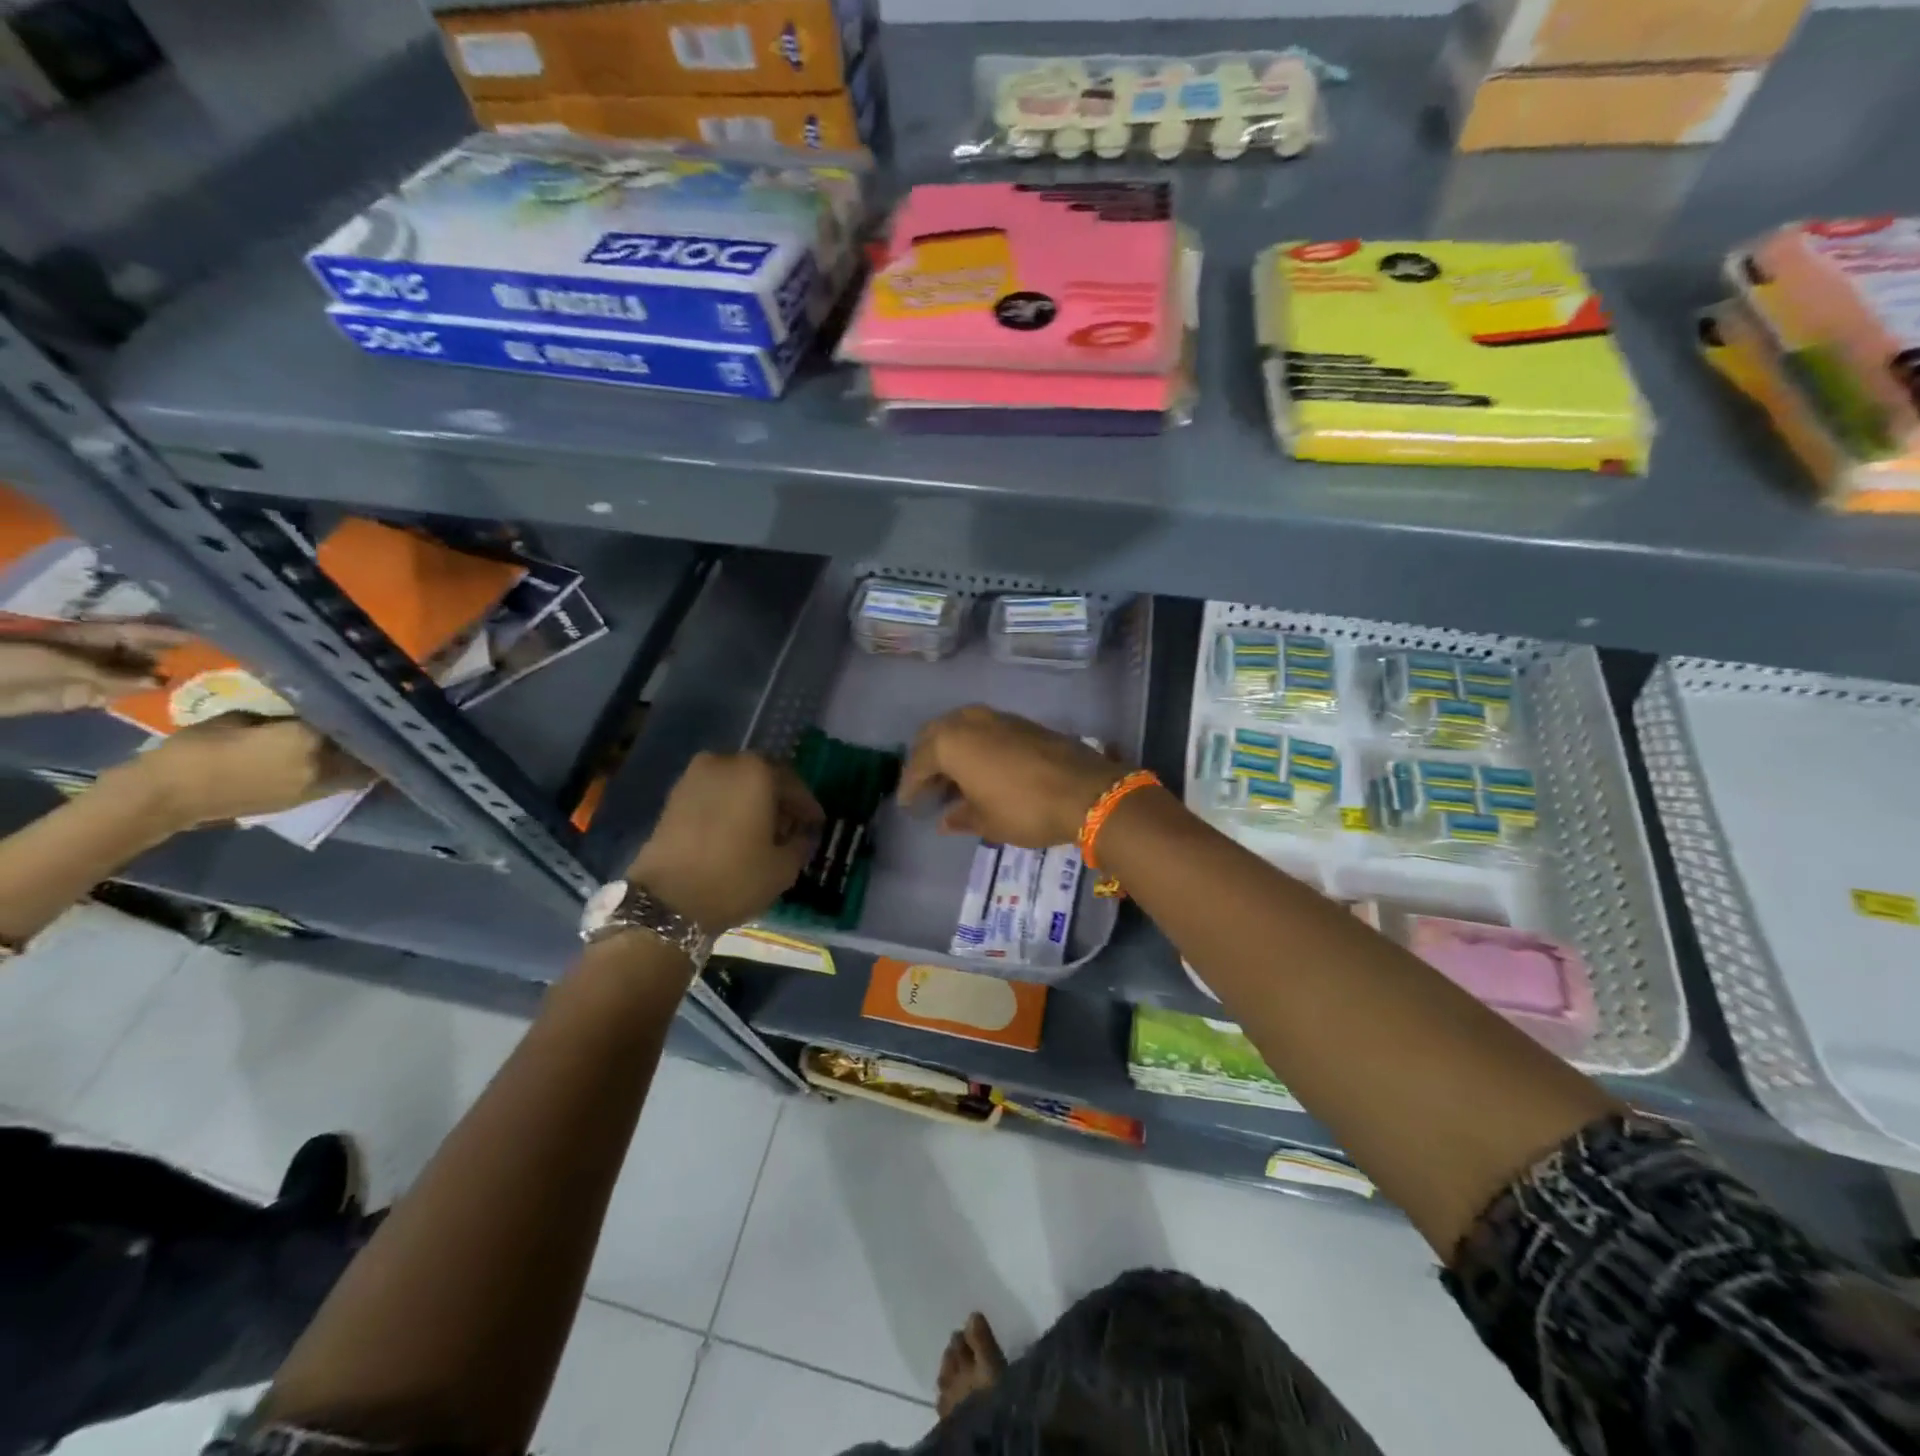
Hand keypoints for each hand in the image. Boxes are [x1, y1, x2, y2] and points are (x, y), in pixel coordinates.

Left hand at [0, 621, 190, 716]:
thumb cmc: (10, 662)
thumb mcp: (59, 662)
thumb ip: (110, 673)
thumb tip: (159, 681)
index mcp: (90, 638)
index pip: (138, 632)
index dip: (168, 634)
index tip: (204, 639)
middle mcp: (97, 654)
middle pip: (141, 654)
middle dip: (172, 658)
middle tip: (213, 667)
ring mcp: (90, 676)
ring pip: (134, 677)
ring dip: (161, 681)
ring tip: (200, 688)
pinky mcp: (82, 697)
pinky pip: (119, 697)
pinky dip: (142, 700)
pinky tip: (168, 703)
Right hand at [111, 715, 371, 829]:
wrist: (169, 796)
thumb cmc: (197, 749)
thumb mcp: (239, 718)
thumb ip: (280, 714)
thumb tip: (305, 711)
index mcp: (306, 739)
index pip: (346, 720)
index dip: (355, 710)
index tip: (363, 701)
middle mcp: (323, 763)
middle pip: (362, 746)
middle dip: (369, 734)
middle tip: (371, 722)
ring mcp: (318, 786)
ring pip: (359, 768)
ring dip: (365, 756)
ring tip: (366, 741)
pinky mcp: (308, 801)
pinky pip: (342, 782)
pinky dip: (350, 771)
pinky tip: (347, 759)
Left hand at [626, 752, 821, 932]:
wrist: (667, 901)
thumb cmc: (735, 877)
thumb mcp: (783, 867)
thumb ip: (800, 844)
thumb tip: (802, 835)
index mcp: (757, 771)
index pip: (793, 784)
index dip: (807, 806)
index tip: (816, 824)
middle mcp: (725, 763)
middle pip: (762, 778)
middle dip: (778, 800)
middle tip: (791, 826)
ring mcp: (693, 777)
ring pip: (735, 785)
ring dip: (751, 803)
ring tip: (762, 832)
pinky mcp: (673, 797)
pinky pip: (712, 795)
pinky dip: (727, 808)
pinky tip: (735, 834)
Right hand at [898, 705, 1124, 848]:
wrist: (1086, 791)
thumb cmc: (1024, 809)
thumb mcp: (987, 821)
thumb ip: (961, 817)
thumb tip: (946, 819)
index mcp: (951, 742)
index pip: (918, 763)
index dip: (911, 786)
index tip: (908, 804)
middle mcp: (970, 721)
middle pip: (936, 736)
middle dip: (927, 760)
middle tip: (926, 786)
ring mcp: (998, 717)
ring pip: (961, 727)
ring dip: (952, 749)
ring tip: (953, 778)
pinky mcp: (1022, 722)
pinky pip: (985, 729)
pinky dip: (975, 746)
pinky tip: (982, 768)